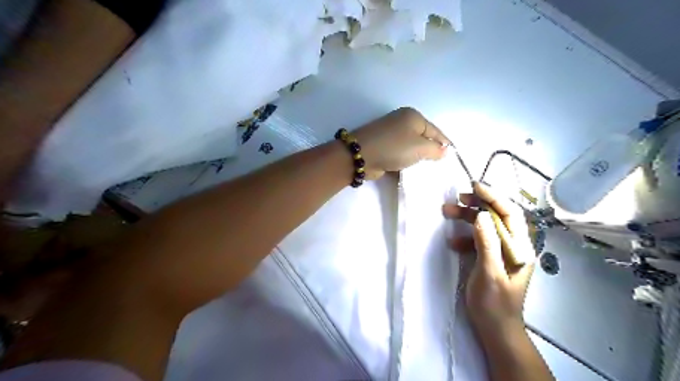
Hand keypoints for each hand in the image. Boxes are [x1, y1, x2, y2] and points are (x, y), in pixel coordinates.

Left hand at [351, 106, 449, 178]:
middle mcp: (402, 122)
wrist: (361, 156)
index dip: (445, 143)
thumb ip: (436, 150)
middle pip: (423, 138)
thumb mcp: (420, 147)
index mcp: (412, 116)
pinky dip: (406, 162)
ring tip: (427, 170)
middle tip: (440, 166)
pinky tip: (411, 171)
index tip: (453, 156)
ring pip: (411, 147)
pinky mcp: (383, 147)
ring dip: (417, 158)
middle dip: (431, 151)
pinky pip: (400, 154)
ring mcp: (391, 134)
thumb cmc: (394, 147)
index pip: (435, 130)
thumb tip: (444, 151)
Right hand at [441, 181, 536, 341]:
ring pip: (485, 226)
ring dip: (467, 218)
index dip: (494, 197)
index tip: (474, 186)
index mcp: (520, 248)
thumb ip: (486, 244)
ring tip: (447, 212)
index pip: (510, 214)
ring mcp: (501, 252)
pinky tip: (452, 242)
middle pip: (497, 217)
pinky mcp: (490, 258)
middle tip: (457, 198)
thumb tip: (480, 216)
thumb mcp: (489, 273)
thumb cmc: (494, 304)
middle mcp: (514, 246)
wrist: (495, 329)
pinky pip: (478, 239)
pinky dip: (464, 237)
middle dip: (477, 204)